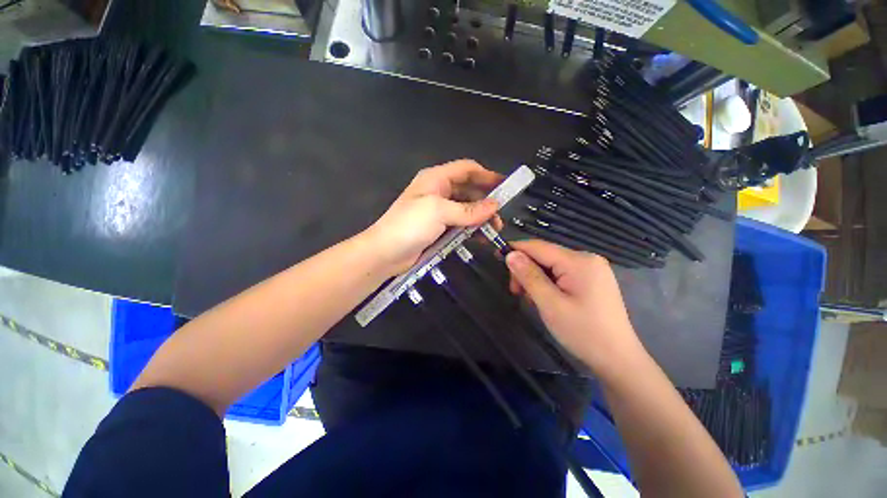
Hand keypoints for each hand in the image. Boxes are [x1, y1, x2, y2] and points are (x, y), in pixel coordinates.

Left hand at [363, 160, 502, 274]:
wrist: (385, 253)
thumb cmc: (410, 225)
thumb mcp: (439, 212)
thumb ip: (469, 210)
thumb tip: (494, 205)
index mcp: (436, 179)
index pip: (467, 169)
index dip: (486, 175)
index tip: (505, 185)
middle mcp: (438, 191)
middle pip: (468, 190)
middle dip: (486, 200)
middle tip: (500, 216)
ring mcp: (438, 211)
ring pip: (466, 209)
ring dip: (480, 217)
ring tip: (494, 229)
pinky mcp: (438, 227)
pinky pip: (460, 224)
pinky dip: (471, 228)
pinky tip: (480, 237)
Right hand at [505, 239, 647, 377]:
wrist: (617, 359)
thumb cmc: (583, 332)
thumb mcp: (550, 304)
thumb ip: (529, 276)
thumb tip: (510, 254)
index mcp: (579, 261)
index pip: (539, 247)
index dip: (516, 249)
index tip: (496, 256)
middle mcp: (587, 259)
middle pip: (545, 255)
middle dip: (526, 269)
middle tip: (516, 292)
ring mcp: (591, 269)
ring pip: (551, 265)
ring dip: (535, 278)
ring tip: (531, 299)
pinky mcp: (591, 280)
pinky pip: (561, 273)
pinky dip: (547, 283)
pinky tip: (545, 298)